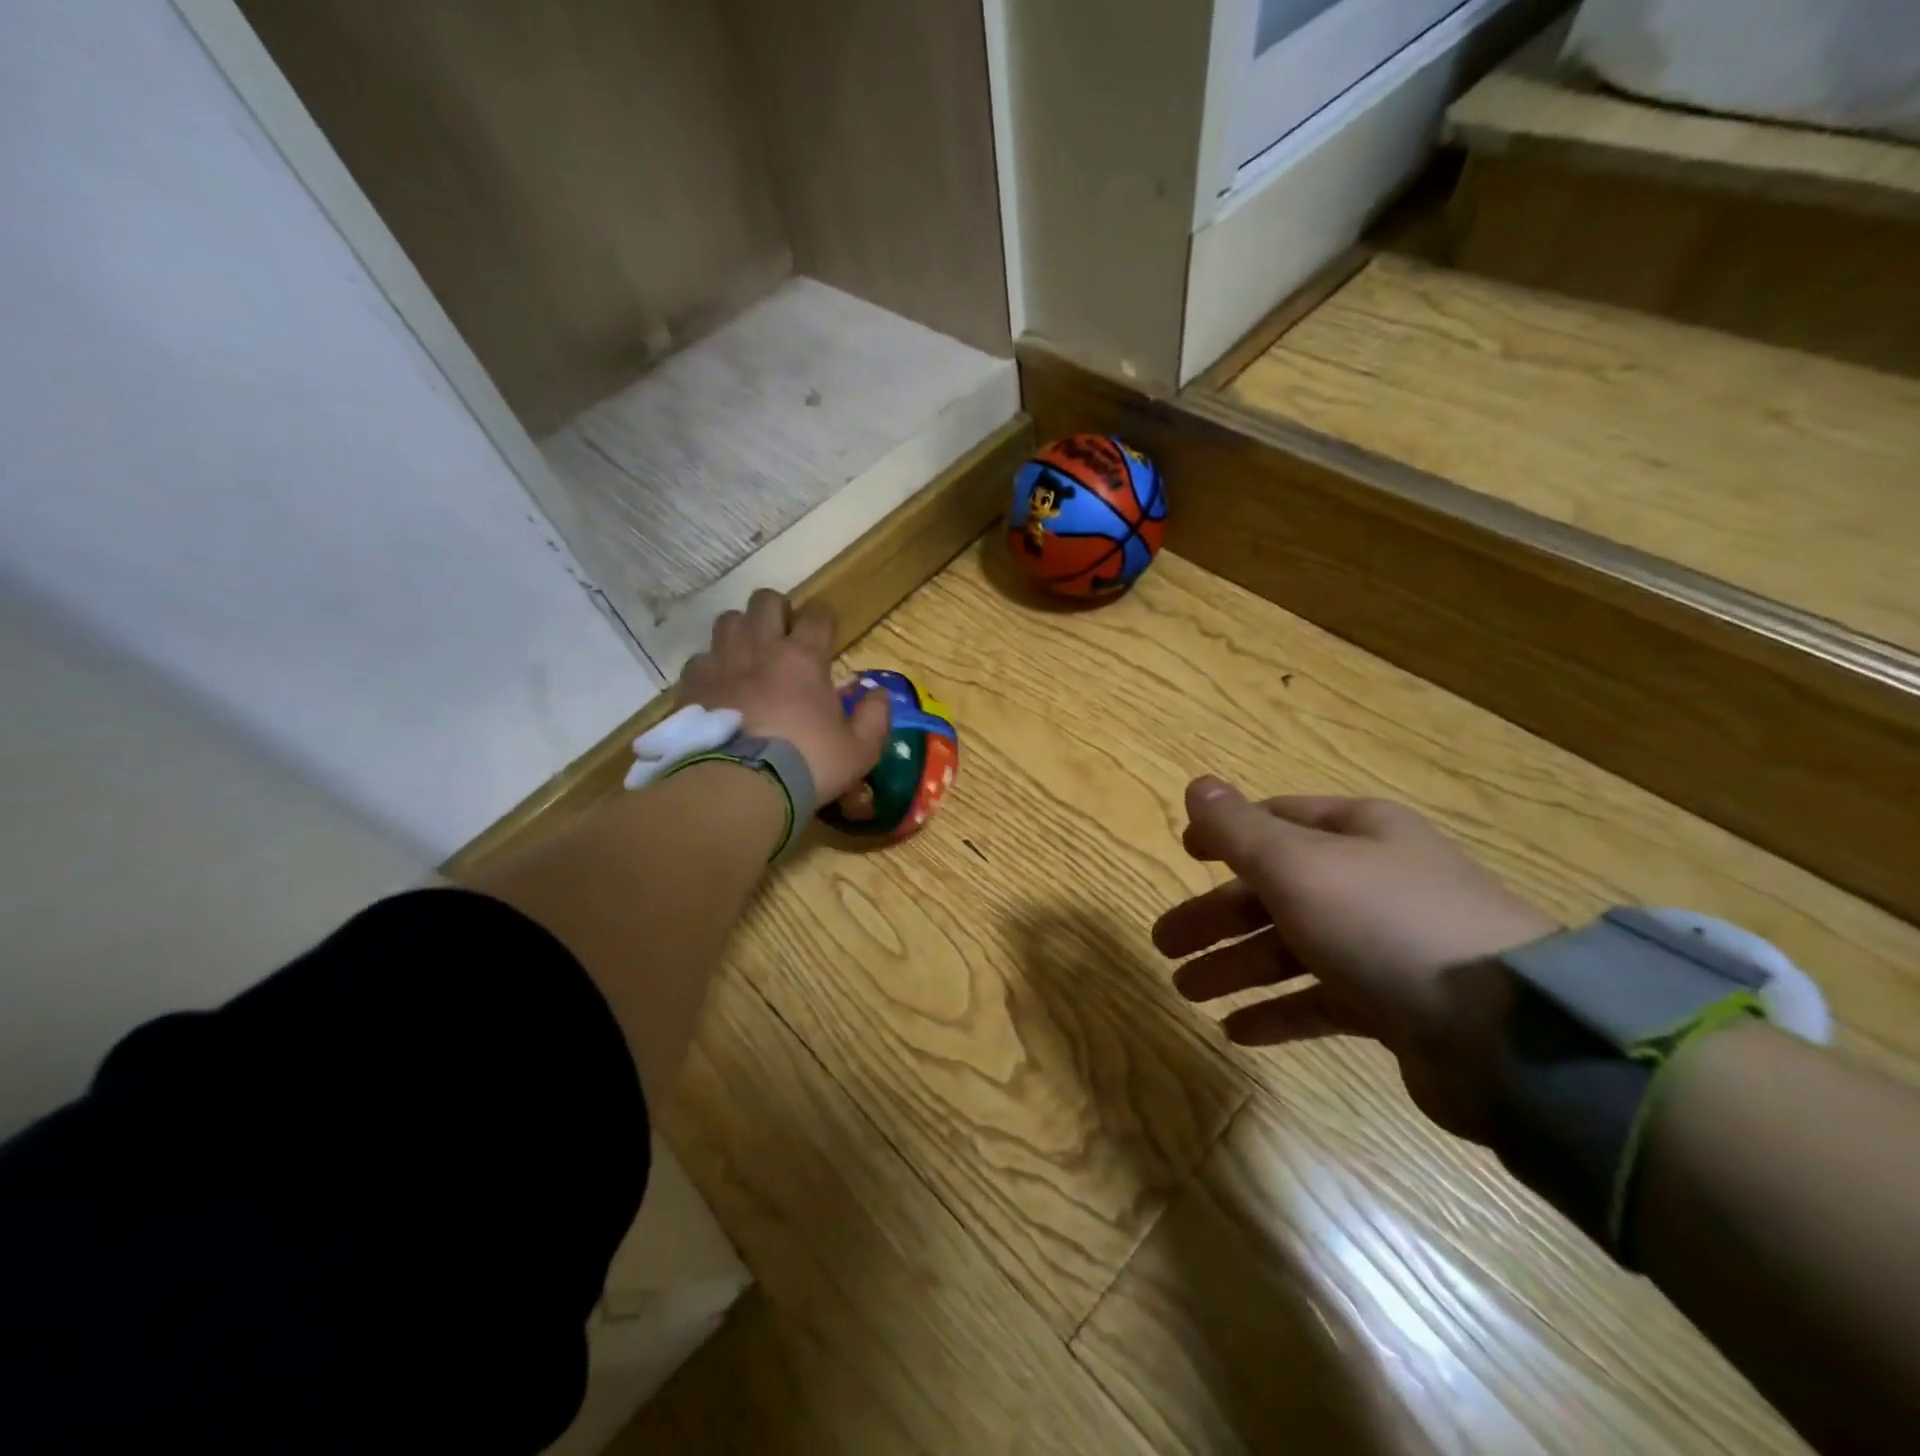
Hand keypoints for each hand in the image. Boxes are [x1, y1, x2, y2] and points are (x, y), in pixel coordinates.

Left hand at [677, 590, 889, 803]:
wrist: (741, 787)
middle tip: (784, 635)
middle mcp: (761, 648)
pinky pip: (700, 659)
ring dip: (741, 631)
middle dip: (777, 611)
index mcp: (804, 658)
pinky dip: (711, 667)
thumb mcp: (859, 751)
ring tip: (748, 653)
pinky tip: (719, 686)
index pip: (817, 615)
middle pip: (765, 602)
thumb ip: (874, 718)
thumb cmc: (808, 765)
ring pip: (728, 621)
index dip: (824, 618)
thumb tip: (879, 694)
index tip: (827, 632)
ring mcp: (722, 663)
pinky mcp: (692, 685)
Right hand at [1153, 779, 1557, 1142]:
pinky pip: (1323, 1001)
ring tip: (1186, 991)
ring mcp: (1386, 946)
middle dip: (1215, 917)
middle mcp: (1372, 882)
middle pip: (1274, 891)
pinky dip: (1279, 1012)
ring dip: (1237, 967)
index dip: (1226, 835)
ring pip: (1293, 949)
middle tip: (1163, 944)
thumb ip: (1238, 830)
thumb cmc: (1384, 923)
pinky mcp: (1398, 1006)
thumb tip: (1197, 785)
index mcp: (1357, 834)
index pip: (1278, 821)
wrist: (1508, 1032)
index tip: (1183, 854)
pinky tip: (1237, 1031)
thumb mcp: (1296, 865)